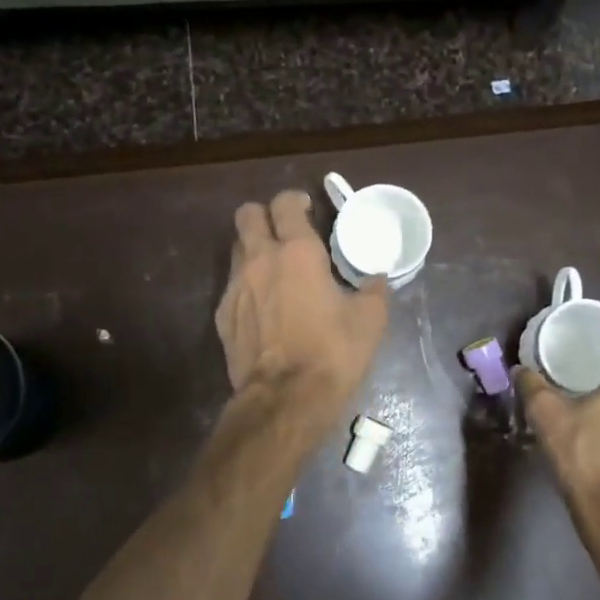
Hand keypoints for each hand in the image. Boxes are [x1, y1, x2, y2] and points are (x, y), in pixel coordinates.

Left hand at [215, 190, 388, 407]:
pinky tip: (264, 308)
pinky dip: (247, 287)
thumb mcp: (369, 321)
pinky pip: (232, 286)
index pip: (285, 204)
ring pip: (236, 249)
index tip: (306, 209)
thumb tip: (376, 279)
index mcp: (297, 253)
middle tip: (284, 232)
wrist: (285, 399)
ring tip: (274, 270)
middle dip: (264, 216)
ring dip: (253, 250)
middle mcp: (260, 260)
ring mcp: (235, 287)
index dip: (295, 200)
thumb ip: (373, 291)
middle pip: (247, 215)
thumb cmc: (332, 353)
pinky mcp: (223, 316)